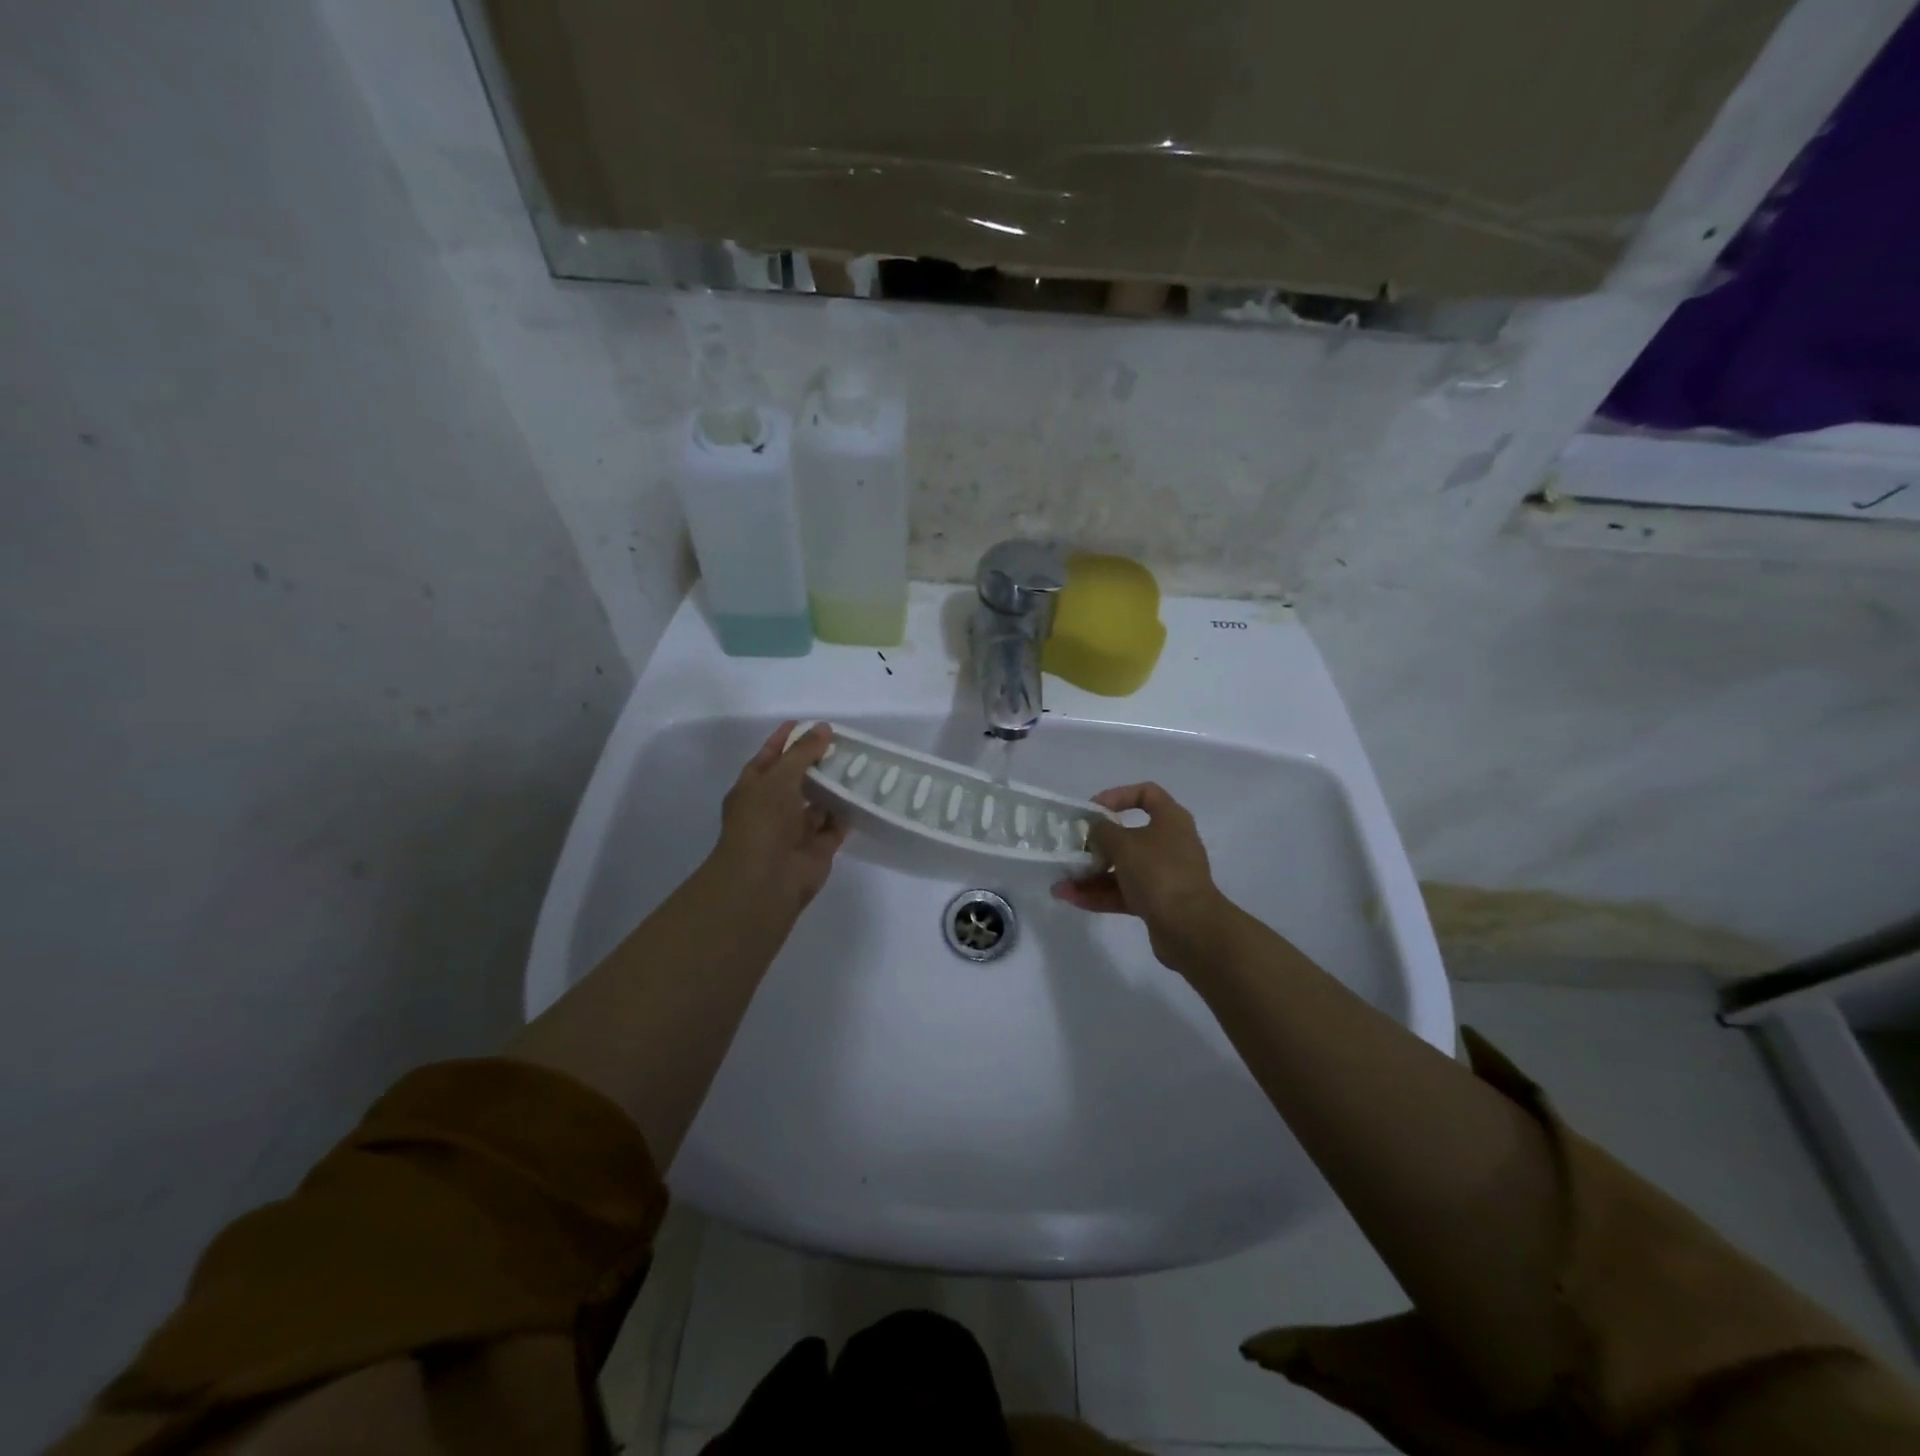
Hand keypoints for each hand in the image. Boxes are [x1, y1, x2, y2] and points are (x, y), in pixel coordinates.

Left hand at [709, 722, 849, 916]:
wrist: (766, 879)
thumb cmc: (763, 821)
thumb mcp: (779, 777)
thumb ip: (803, 752)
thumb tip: (824, 728)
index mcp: (753, 789)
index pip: (769, 757)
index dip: (785, 739)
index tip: (808, 723)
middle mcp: (772, 808)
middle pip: (797, 779)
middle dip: (816, 762)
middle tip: (844, 743)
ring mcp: (795, 830)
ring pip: (818, 803)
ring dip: (835, 787)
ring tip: (859, 764)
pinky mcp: (818, 849)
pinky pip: (835, 825)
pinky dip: (847, 813)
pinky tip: (864, 794)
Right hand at [1051, 782, 1234, 975]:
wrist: (1189, 928)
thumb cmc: (1158, 873)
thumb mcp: (1123, 844)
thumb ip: (1101, 831)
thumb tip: (1094, 830)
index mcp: (1170, 820)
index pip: (1146, 794)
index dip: (1117, 796)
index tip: (1092, 810)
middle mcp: (1169, 843)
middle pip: (1128, 835)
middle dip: (1096, 844)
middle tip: (1073, 849)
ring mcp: (1163, 875)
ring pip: (1122, 868)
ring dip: (1091, 874)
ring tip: (1061, 882)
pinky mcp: (1156, 902)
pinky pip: (1122, 892)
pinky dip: (1098, 894)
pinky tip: (1070, 898)